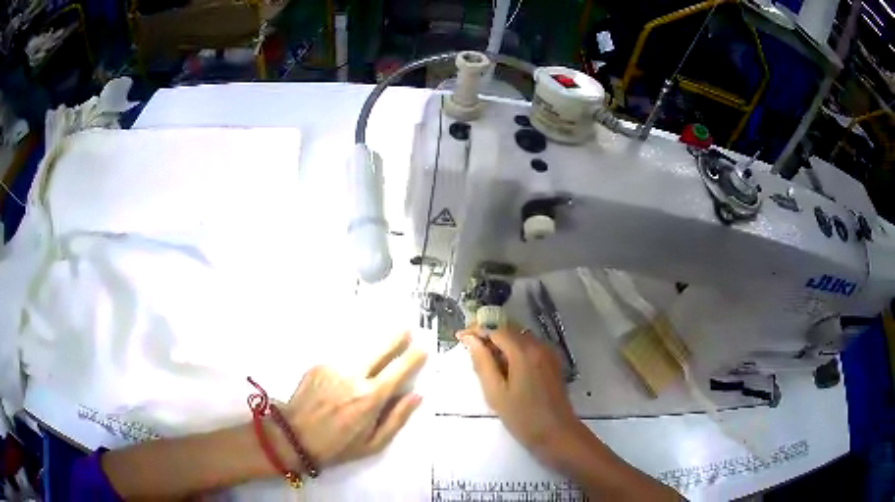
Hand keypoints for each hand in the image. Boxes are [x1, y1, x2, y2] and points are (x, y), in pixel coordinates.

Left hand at [282, 332, 426, 467]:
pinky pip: (341, 361)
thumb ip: (397, 418)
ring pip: (359, 353)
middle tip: (406, 330)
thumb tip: (416, 396)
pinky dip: (349, 365)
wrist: (294, 437)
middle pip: (380, 350)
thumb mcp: (374, 443)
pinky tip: (344, 378)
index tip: (422, 350)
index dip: (413, 358)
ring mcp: (333, 368)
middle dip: (396, 339)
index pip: (398, 371)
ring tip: (377, 354)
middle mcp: (353, 377)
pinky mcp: (318, 366)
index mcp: (370, 398)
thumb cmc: (338, 446)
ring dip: (371, 352)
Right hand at [456, 326, 583, 459]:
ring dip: (501, 342)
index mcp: (524, 352)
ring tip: (484, 360)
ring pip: (520, 338)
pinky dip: (514, 350)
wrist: (557, 434)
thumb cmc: (523, 417)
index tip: (459, 337)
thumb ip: (482, 362)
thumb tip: (470, 339)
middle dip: (488, 335)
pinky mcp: (553, 362)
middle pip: (510, 330)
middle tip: (469, 348)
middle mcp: (539, 346)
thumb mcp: (496, 392)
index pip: (496, 330)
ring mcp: (548, 353)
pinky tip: (505, 367)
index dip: (477, 331)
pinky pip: (530, 347)